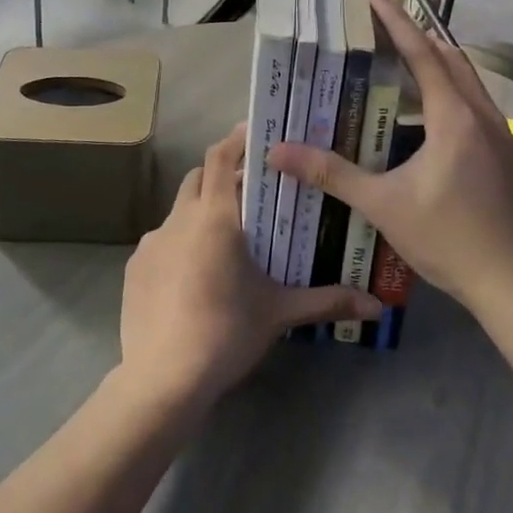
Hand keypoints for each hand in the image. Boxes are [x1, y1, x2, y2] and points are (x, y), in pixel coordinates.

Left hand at [118, 125, 380, 408]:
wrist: (163, 379)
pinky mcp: (134, 268)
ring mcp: (151, 243)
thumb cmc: (227, 332)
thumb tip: (377, 306)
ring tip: (226, 242)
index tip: (255, 134)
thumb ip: (327, 301)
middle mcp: (179, 219)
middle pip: (199, 178)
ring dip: (201, 212)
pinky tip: (194, 278)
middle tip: (252, 193)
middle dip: (222, 176)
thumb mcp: (280, 313)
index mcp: (215, 217)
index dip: (236, 140)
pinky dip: (180, 244)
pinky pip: (162, 242)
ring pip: (179, 211)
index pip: (221, 157)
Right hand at [269, 0, 512, 313]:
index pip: (422, 52)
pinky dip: (448, 91)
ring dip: (434, 63)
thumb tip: (278, 152)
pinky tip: (426, 115)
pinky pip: (474, 104)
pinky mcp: (505, 154)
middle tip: (378, 24)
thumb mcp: (383, 205)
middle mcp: (482, 115)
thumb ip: (331, 173)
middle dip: (414, 35)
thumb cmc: (447, 239)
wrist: (512, 283)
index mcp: (454, 118)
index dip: (395, 19)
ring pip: (466, 80)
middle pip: (448, 57)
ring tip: (398, 61)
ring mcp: (500, 135)